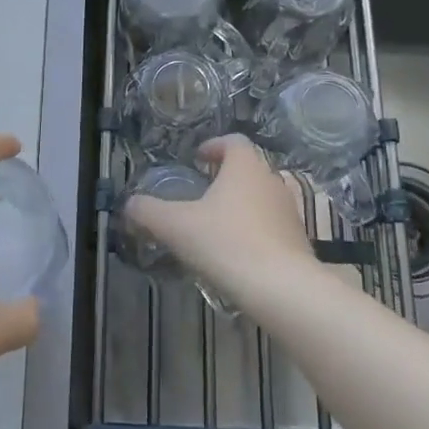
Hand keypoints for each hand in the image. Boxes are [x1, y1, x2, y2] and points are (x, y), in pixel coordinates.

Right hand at [125, 135, 314, 298]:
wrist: (282, 288)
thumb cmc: (227, 243)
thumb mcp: (176, 227)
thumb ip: (148, 212)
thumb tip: (129, 204)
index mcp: (245, 166)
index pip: (233, 141)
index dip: (213, 146)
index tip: (197, 159)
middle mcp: (271, 180)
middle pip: (249, 168)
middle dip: (226, 176)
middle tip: (202, 192)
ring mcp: (289, 210)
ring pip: (262, 196)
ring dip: (241, 203)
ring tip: (217, 224)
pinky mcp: (299, 239)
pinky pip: (272, 223)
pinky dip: (255, 229)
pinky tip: (238, 252)